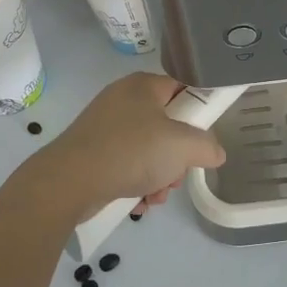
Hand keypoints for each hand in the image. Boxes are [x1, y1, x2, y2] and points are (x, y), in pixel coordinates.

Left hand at [23, 73, 225, 224]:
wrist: (69, 181)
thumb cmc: (130, 151)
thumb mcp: (182, 146)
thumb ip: (206, 146)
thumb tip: (216, 152)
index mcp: (144, 85)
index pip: (182, 89)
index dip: (197, 113)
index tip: (202, 139)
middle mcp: (123, 98)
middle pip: (167, 124)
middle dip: (176, 157)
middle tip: (176, 175)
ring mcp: (105, 125)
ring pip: (148, 148)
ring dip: (159, 175)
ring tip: (155, 195)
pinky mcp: (92, 150)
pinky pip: (126, 162)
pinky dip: (137, 181)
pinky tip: (138, 202)